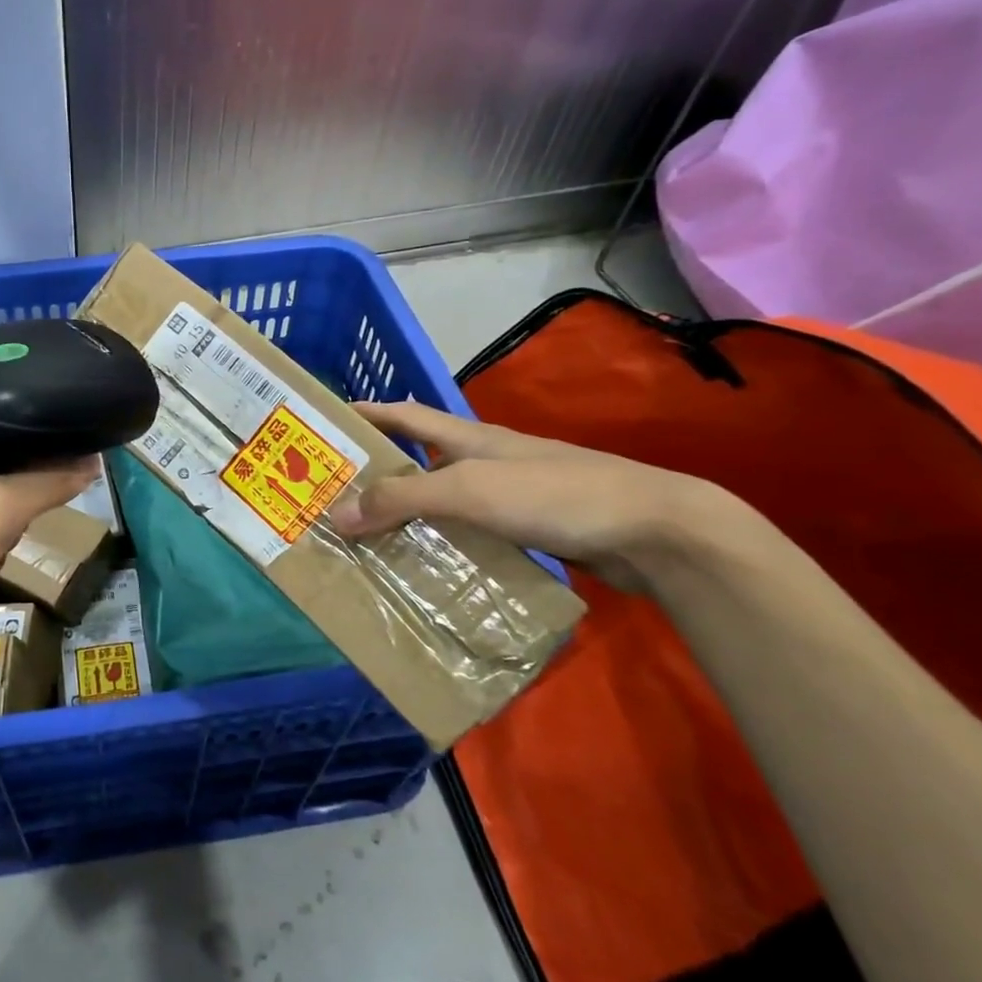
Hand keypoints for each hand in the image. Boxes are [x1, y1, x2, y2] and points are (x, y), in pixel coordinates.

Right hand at [326, 399, 740, 592]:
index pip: (404, 415)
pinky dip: (441, 546)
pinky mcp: (529, 531)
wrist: (655, 531)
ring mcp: (509, 497)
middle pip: (418, 461)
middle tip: (333, 498)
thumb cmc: (556, 494)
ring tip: (366, 541)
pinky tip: (426, 570)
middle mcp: (484, 461)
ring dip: (407, 516)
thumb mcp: (469, 490)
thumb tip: (336, 514)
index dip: (366, 412)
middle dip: (376, 474)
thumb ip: (403, 500)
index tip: (325, 421)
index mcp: (469, 438)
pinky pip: (468, 535)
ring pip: (442, 502)